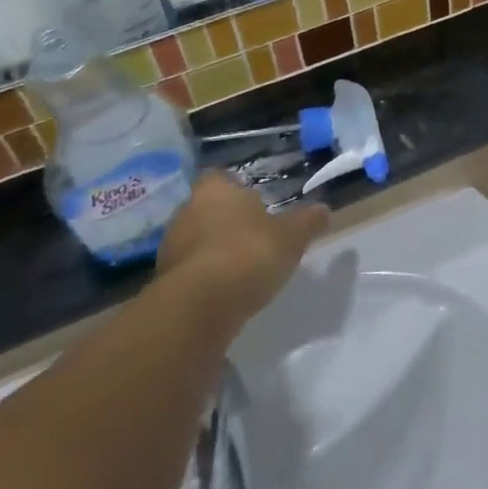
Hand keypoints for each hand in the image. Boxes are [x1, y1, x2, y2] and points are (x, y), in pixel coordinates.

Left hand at [158, 173, 331, 332]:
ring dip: (213, 253)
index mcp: (215, 190)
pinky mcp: (163, 284)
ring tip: (240, 270)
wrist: (198, 309)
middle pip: (207, 210)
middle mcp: (186, 211)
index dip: (237, 190)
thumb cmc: (247, 255)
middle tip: (252, 238)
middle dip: (226, 222)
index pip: (221, 178)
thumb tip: (325, 210)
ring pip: (195, 242)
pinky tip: (223, 295)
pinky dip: (203, 281)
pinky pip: (188, 274)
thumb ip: (307, 222)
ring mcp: (170, 248)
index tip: (256, 205)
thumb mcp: (291, 237)